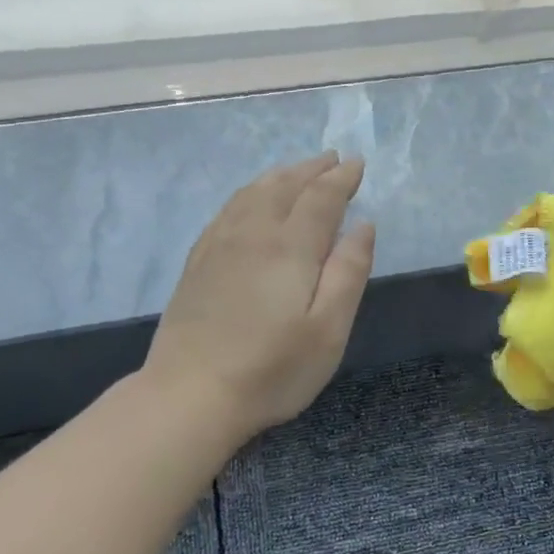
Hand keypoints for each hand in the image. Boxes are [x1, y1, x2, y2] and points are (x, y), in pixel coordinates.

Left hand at [141, 153, 374, 444]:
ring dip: (280, 175)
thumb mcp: (329, 329)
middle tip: (333, 159)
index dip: (341, 178)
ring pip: (253, 193)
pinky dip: (249, 193)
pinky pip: (227, 209)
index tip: (357, 163)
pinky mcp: (198, 262)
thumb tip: (363, 225)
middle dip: (312, 169)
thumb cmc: (273, 368)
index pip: (321, 197)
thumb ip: (349, 272)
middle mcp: (254, 234)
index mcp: (291, 247)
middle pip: (285, 186)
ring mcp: (220, 245)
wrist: (191, 394)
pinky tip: (251, 200)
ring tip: (297, 171)